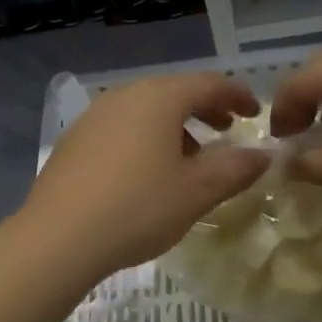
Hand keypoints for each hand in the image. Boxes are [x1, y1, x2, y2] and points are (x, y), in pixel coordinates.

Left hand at [19, 73, 270, 278]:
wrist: (58, 238)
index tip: (255, 113)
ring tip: (190, 157)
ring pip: (146, 110)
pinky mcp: (74, 140)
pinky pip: (122, 127)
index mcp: (159, 98)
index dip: (237, 95)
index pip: (209, 84)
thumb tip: (263, 155)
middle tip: (227, 130)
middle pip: (175, 92)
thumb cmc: (138, 208)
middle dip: (205, 109)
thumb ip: (235, 168)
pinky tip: (147, 171)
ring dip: (175, 126)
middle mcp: (124, 95)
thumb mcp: (196, 192)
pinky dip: (145, 137)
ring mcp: (94, 116)